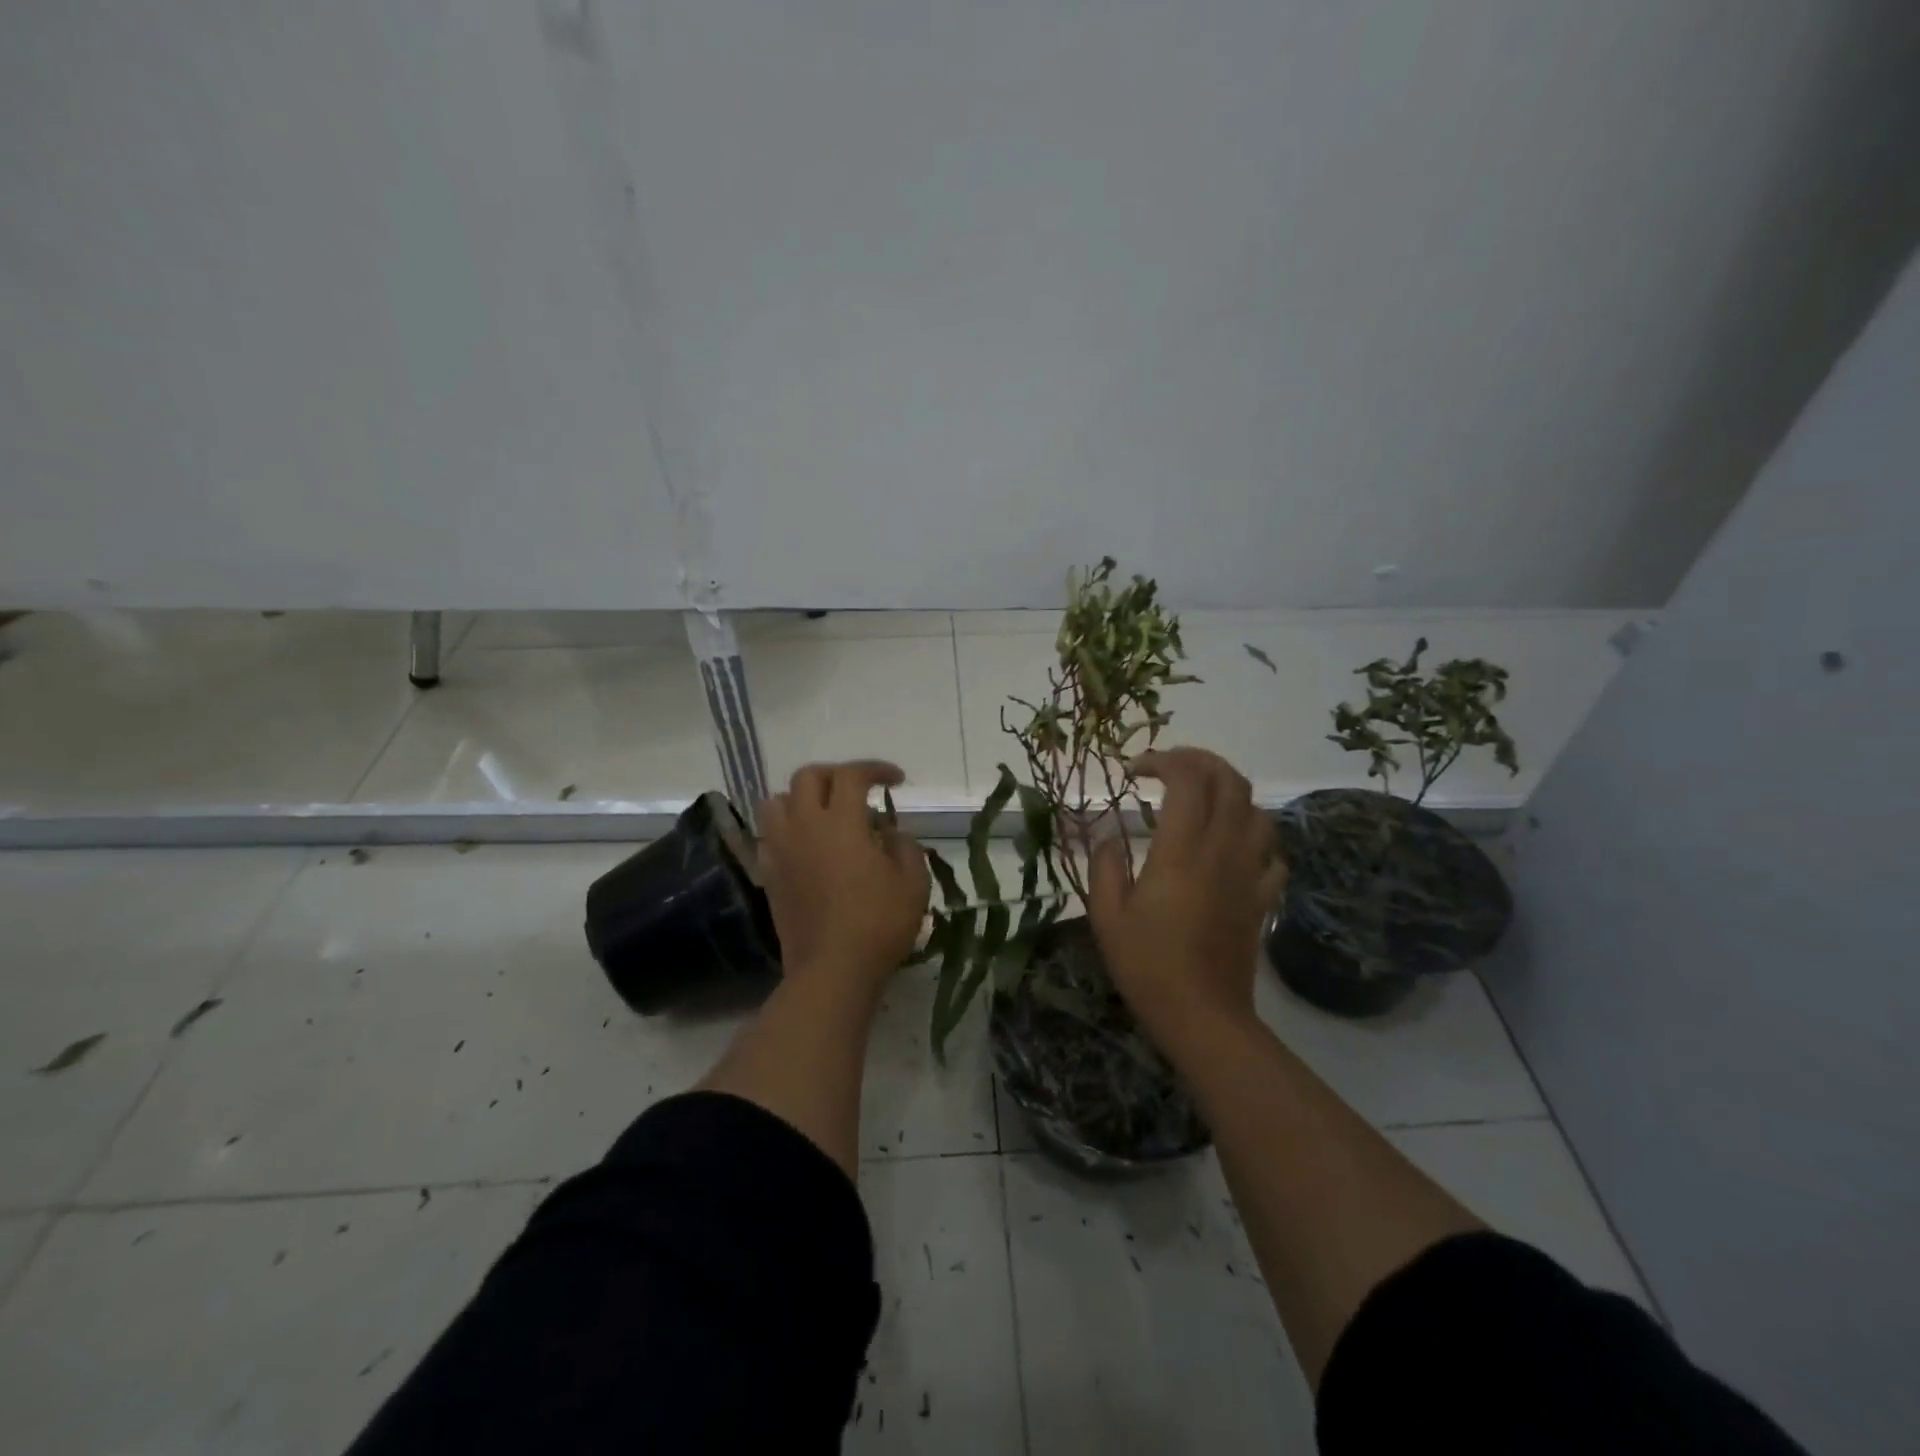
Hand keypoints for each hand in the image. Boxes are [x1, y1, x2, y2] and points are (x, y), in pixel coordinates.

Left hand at [756, 761, 931, 991]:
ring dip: (802, 797)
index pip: (852, 775)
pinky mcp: (769, 873)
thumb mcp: (912, 881)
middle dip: (836, 775)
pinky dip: (788, 827)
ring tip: (825, 814)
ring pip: (778, 801)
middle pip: (808, 777)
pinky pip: (770, 834)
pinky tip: (808, 845)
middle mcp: (804, 826)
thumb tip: (889, 833)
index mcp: (841, 822)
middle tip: (858, 790)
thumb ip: (904, 845)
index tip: (896, 781)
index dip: (876, 769)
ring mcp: (781, 849)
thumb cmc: (879, 923)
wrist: (832, 970)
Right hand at [1088, 747, 1286, 1029]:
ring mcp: (1249, 872)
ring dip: (1230, 792)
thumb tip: (1110, 837)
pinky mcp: (1263, 896)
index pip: (1187, 778)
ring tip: (1201, 800)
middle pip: (1229, 781)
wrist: (1203, 1016)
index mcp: (1181, 850)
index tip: (1135, 771)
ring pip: (1257, 809)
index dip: (1163, 760)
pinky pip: (1271, 851)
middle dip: (1200, 760)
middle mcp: (1222, 850)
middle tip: (1170, 767)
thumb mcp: (1106, 915)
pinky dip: (1252, 835)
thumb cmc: (1148, 965)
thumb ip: (1104, 866)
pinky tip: (1231, 846)